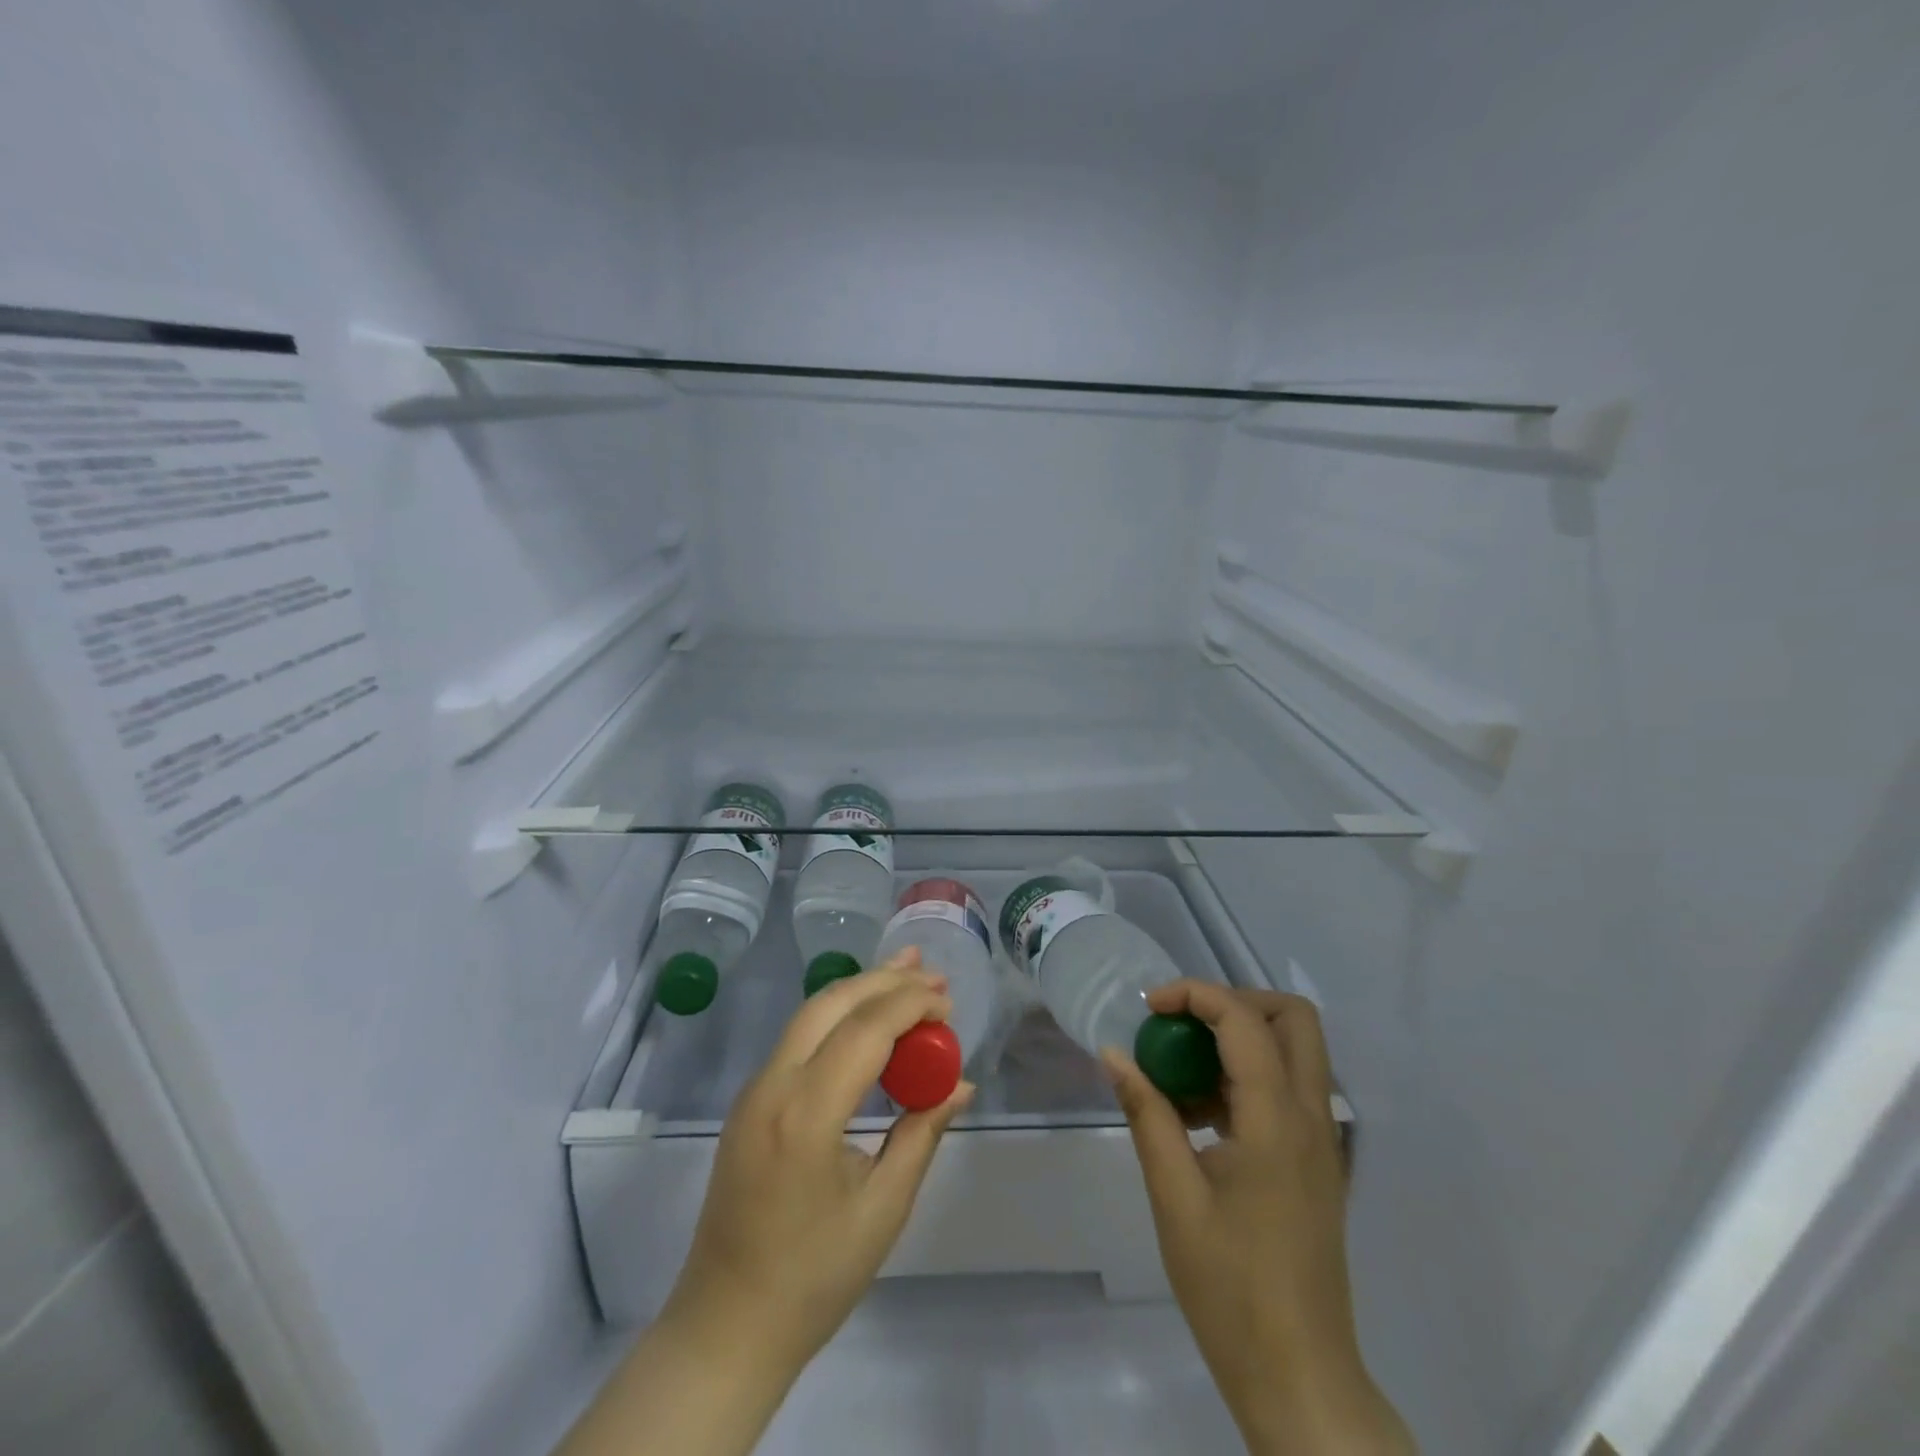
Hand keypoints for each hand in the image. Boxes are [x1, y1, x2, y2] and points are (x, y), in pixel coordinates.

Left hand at [664, 947, 975, 1368]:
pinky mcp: (750, 1101)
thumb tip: (960, 1083)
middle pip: (832, 1003)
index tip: (950, 1006)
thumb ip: (922, 1133)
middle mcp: (772, 1085)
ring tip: (905, 974)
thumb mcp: (883, 1208)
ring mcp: (754, 1090)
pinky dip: (838, 1016)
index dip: (911, 1005)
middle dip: (885, 980)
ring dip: (860, 990)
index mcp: (806, 1114)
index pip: (866, 1029)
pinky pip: (798, 1038)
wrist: (725, 1326)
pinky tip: (867, 1020)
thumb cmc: (813, 1278)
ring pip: (810, 1013)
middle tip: (932, 974)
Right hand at [1103, 982, 1413, 1455]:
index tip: (1149, 1007)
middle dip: (1233, 1001)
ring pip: (1294, 1050)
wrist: (1300, 1378)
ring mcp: (1323, 1140)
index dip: (1194, 994)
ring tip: (1181, 1073)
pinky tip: (1200, 1115)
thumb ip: (1146, 1114)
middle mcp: (1312, 1116)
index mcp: (1277, 1119)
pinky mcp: (1318, 1163)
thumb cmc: (1231, 1287)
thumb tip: (1113, 1054)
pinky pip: (1288, 1088)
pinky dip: (1246, 1076)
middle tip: (1183, 1023)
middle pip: (1292, 1017)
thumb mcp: (1174, 1196)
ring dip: (1239, 1039)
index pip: (1243, 1019)